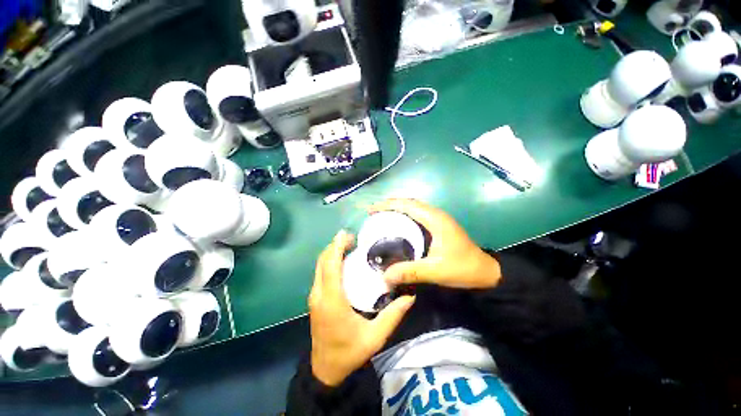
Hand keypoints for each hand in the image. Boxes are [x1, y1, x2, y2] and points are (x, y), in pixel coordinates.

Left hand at [309, 230, 414, 386]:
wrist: (325, 371)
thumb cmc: (350, 353)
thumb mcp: (375, 337)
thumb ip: (393, 315)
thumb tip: (410, 296)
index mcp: (332, 301)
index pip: (331, 266)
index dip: (336, 247)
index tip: (346, 234)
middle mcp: (319, 294)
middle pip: (322, 261)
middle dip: (334, 245)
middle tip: (353, 238)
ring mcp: (314, 296)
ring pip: (320, 266)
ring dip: (332, 252)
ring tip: (349, 245)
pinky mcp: (315, 299)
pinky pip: (320, 273)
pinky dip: (329, 261)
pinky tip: (343, 261)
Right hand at [369, 199, 501, 288]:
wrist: (485, 272)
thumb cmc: (462, 268)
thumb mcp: (435, 271)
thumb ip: (409, 272)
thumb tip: (384, 276)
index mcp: (434, 219)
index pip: (407, 205)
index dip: (388, 205)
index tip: (372, 210)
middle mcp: (435, 214)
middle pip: (409, 203)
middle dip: (390, 204)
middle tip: (374, 213)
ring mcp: (438, 219)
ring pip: (414, 207)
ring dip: (398, 208)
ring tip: (382, 216)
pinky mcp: (439, 225)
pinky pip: (418, 214)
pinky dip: (405, 215)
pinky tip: (398, 224)